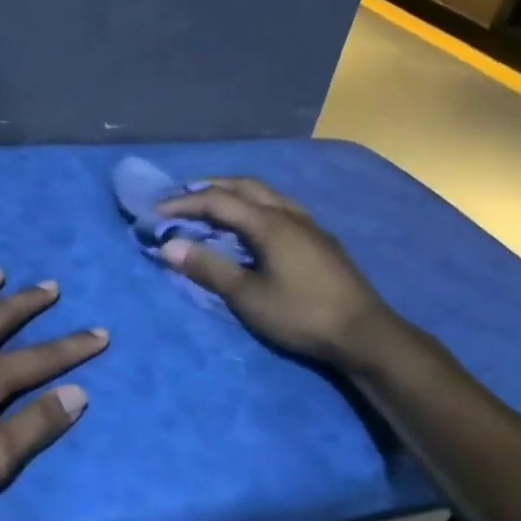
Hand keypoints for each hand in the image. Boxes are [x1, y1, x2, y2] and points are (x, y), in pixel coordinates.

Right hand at [157, 178, 393, 371]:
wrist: (364, 334)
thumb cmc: (301, 314)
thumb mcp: (247, 296)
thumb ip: (208, 268)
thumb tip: (169, 245)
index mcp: (269, 223)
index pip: (217, 200)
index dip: (183, 203)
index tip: (155, 213)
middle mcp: (289, 213)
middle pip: (243, 186)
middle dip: (208, 188)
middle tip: (181, 201)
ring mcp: (308, 224)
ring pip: (265, 194)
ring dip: (233, 195)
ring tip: (211, 209)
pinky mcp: (319, 239)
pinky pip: (278, 207)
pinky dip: (253, 206)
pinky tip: (250, 227)